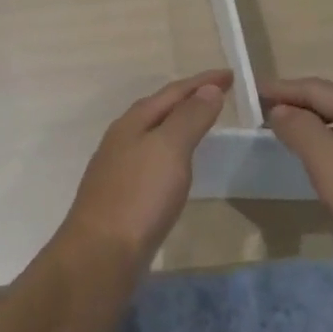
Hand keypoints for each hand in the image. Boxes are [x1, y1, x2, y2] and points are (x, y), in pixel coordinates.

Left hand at [58, 70, 230, 268]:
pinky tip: (178, 168)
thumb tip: (209, 89)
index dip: (203, 81)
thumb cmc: (139, 196)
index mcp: (133, 122)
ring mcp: (119, 168)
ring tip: (203, 124)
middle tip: (220, 94)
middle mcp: (122, 138)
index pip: (173, 91)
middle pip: (160, 109)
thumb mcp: (170, 148)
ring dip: (180, 124)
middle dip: (189, 98)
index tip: (232, 75)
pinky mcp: (122, 196)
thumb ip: (190, 117)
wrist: (100, 256)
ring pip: (154, 134)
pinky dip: (172, 152)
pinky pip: (153, 160)